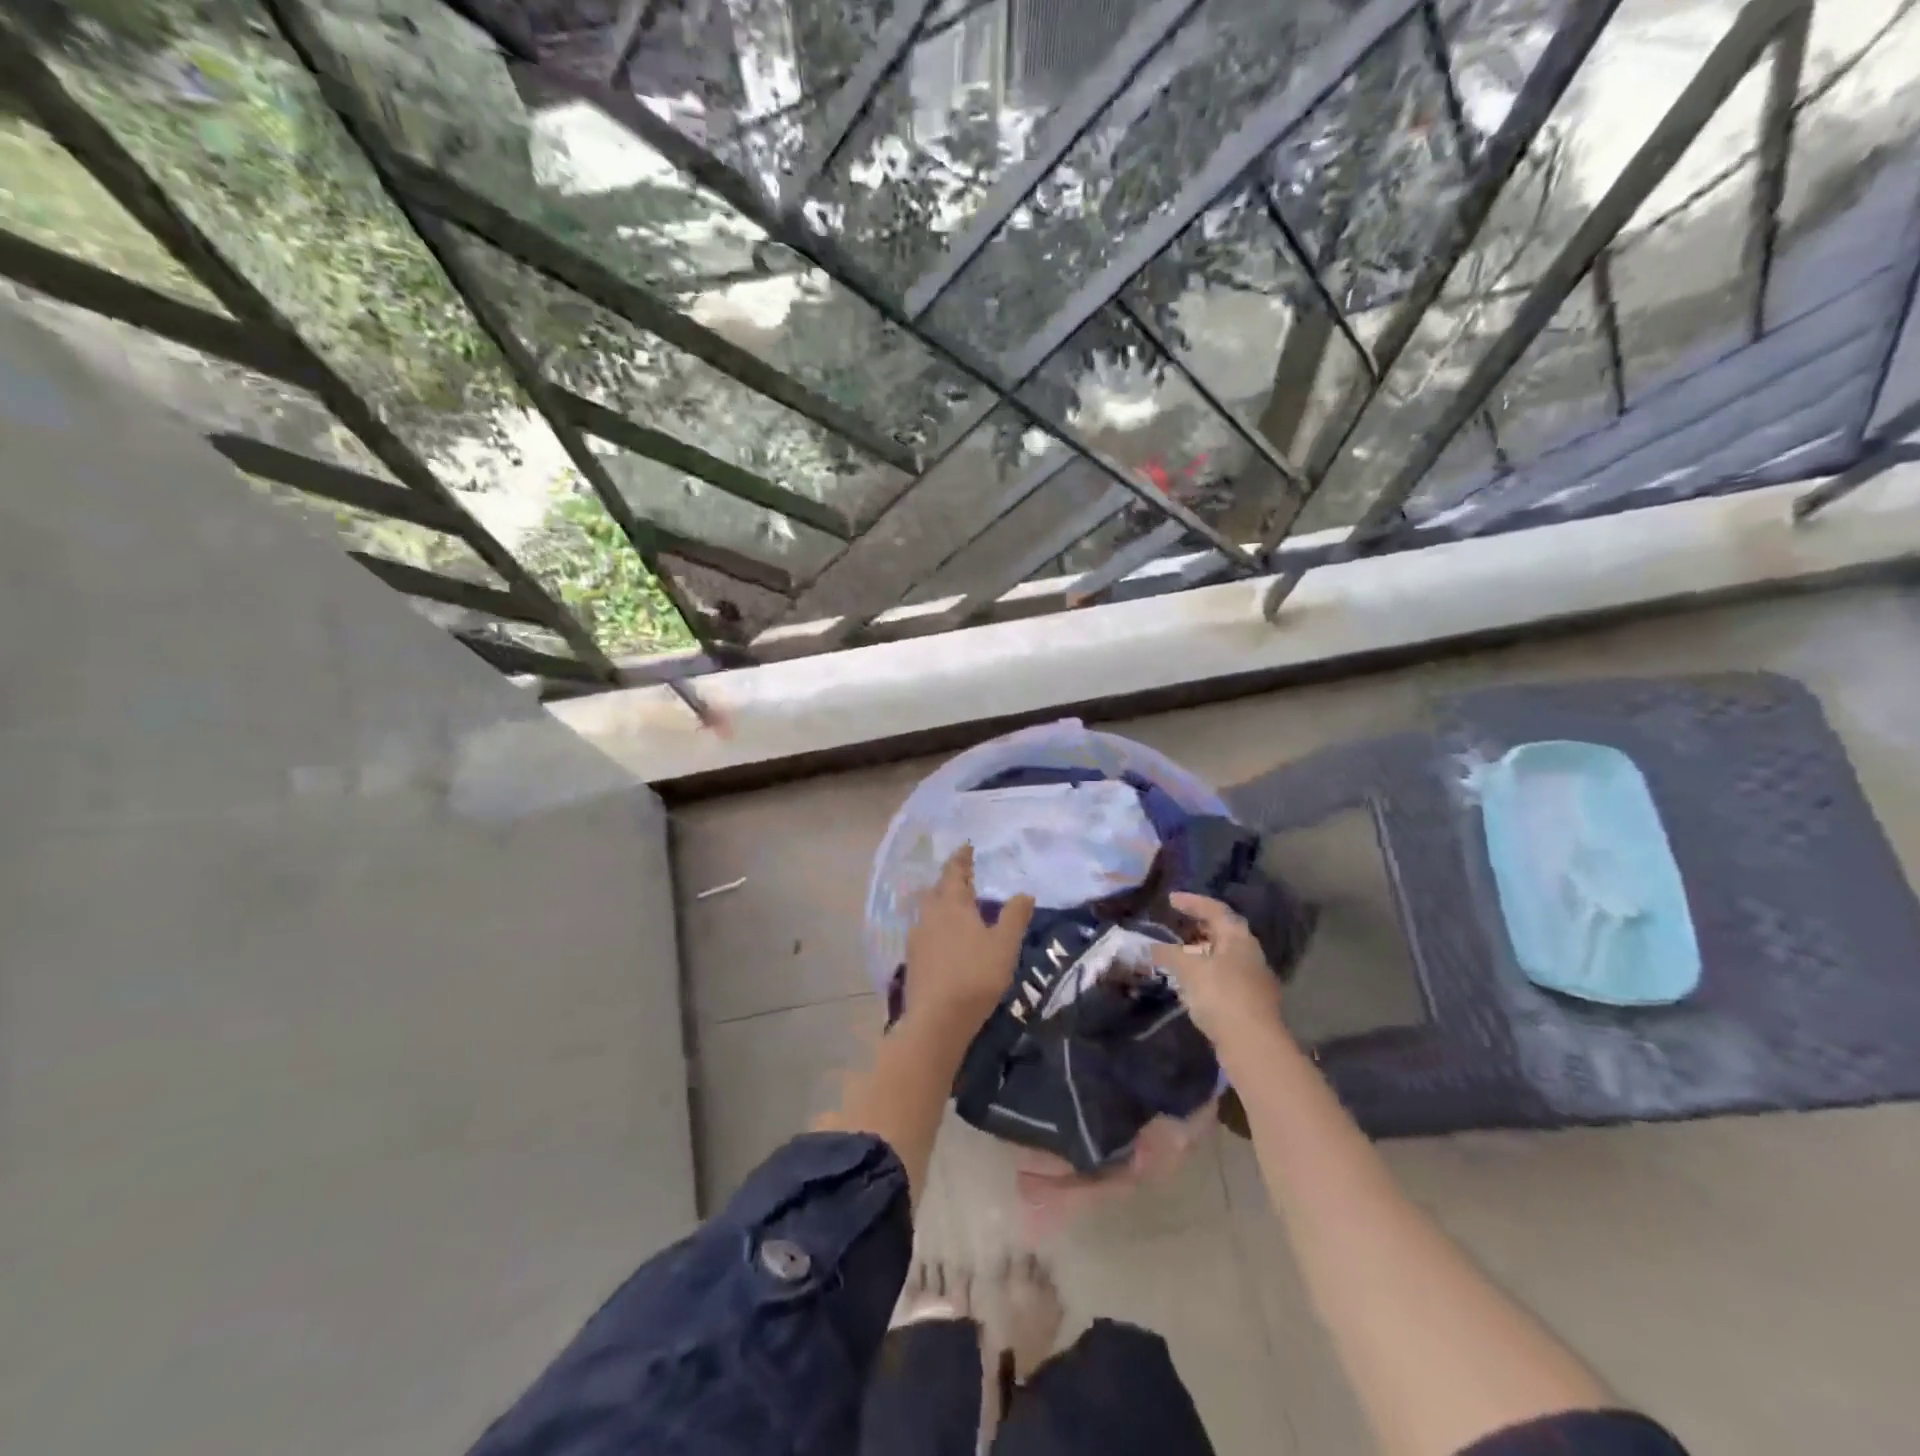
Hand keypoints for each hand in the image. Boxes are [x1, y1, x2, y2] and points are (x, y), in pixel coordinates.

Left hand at [904, 845, 1034, 1032]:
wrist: (937, 1020)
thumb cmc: (976, 975)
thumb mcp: (1004, 945)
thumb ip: (1015, 916)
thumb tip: (1024, 892)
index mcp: (952, 904)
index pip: (954, 872)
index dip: (961, 859)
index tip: (966, 847)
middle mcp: (929, 915)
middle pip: (937, 890)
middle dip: (949, 881)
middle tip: (963, 878)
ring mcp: (917, 939)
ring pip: (928, 912)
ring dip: (941, 905)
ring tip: (957, 909)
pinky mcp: (912, 961)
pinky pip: (925, 933)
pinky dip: (937, 928)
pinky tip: (945, 941)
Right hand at [1150, 892, 1283, 1050]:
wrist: (1253, 1045)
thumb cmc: (1222, 995)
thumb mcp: (1189, 969)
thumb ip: (1169, 954)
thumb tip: (1151, 946)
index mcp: (1239, 938)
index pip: (1215, 910)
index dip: (1192, 902)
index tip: (1171, 899)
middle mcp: (1249, 954)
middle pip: (1222, 932)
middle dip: (1198, 927)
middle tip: (1176, 923)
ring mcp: (1252, 980)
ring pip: (1222, 957)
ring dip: (1199, 953)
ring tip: (1176, 955)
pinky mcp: (1248, 1003)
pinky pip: (1222, 978)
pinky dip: (1204, 974)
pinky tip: (1188, 984)